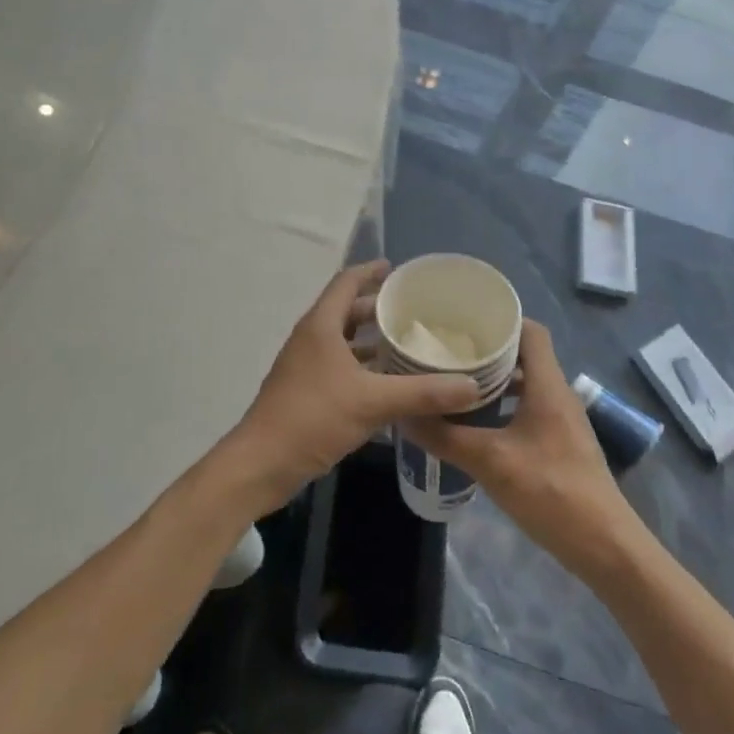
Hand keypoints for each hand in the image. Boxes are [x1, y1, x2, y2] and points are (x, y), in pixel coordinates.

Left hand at [226, 261, 483, 509]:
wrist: (262, 464)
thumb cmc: (313, 417)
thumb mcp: (372, 402)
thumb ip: (422, 392)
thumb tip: (472, 385)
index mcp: (321, 326)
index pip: (347, 282)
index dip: (371, 271)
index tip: (397, 269)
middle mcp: (311, 338)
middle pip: (346, 310)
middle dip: (378, 307)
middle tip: (414, 310)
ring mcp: (305, 366)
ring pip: (343, 341)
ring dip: (371, 340)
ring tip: (407, 344)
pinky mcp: (305, 391)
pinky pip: (339, 366)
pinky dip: (363, 366)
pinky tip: (388, 383)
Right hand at [404, 321, 636, 578]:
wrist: (605, 547)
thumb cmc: (551, 492)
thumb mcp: (491, 462)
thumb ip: (446, 437)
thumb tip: (404, 415)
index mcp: (548, 385)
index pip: (530, 331)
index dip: (500, 320)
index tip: (464, 322)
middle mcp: (558, 394)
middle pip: (525, 356)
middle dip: (488, 351)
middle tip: (449, 351)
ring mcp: (562, 421)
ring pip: (526, 385)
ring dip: (494, 382)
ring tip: (455, 384)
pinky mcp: (560, 444)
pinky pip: (529, 410)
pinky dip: (504, 408)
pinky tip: (477, 425)